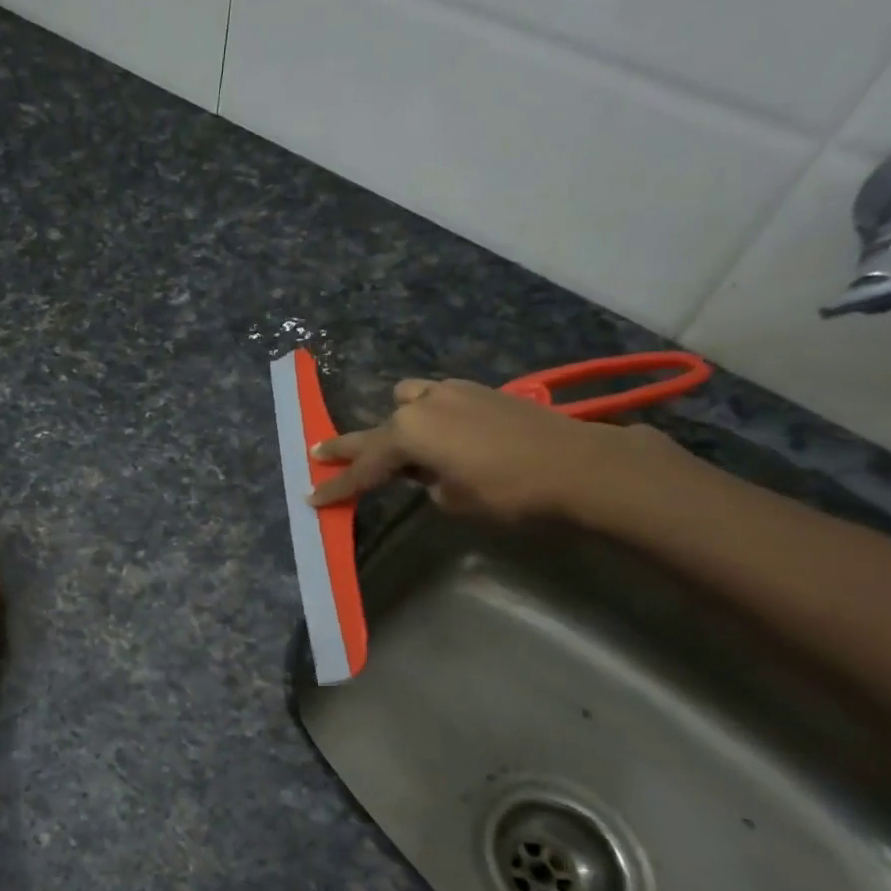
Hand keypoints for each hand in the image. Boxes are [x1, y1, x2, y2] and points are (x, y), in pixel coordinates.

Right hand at [307, 378, 672, 522]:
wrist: (579, 464)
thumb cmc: (508, 491)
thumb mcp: (454, 500)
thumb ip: (427, 484)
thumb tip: (428, 472)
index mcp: (408, 433)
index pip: (363, 468)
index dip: (337, 487)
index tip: (311, 499)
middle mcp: (422, 405)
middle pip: (375, 431)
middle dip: (348, 447)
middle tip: (318, 453)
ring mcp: (452, 391)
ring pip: (407, 401)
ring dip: (398, 423)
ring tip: (401, 443)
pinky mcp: (479, 390)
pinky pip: (437, 398)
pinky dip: (430, 415)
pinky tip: (445, 432)